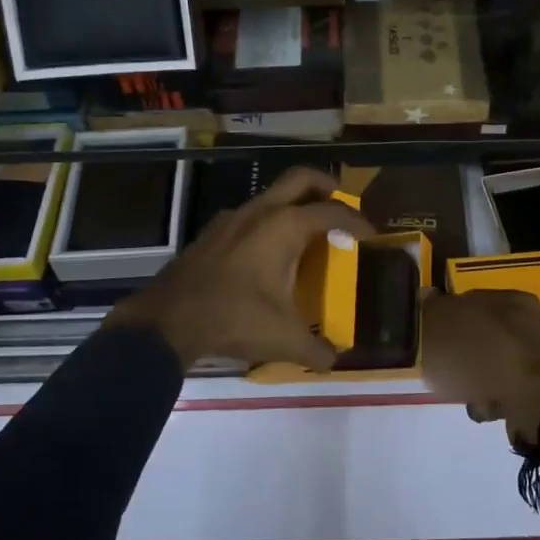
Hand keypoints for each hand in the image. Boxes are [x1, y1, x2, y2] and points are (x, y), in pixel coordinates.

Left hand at [104, 167, 370, 371]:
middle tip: (341, 202)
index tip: (372, 235)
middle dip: (326, 185)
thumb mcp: (283, 339)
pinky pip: (250, 214)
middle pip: (301, 178)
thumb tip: (335, 360)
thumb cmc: (234, 319)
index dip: (357, 221)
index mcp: (285, 226)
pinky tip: (267, 252)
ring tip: (306, 231)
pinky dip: (268, 221)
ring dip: (293, 203)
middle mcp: (261, 211)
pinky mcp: (213, 231)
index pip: (332, 212)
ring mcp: (232, 217)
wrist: (168, 319)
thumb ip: (316, 349)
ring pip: (272, 195)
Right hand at [421, 291, 539, 466]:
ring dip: (476, 376)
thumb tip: (426, 295)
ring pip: (495, 362)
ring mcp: (539, 359)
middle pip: (485, 333)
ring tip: (463, 389)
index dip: (450, 314)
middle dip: (464, 350)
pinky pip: (506, 388)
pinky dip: (492, 396)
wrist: (532, 404)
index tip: (435, 333)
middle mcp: (533, 324)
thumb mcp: (449, 325)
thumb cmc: (488, 355)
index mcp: (515, 300)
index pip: (474, 298)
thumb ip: (435, 309)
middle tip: (446, 363)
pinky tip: (481, 404)